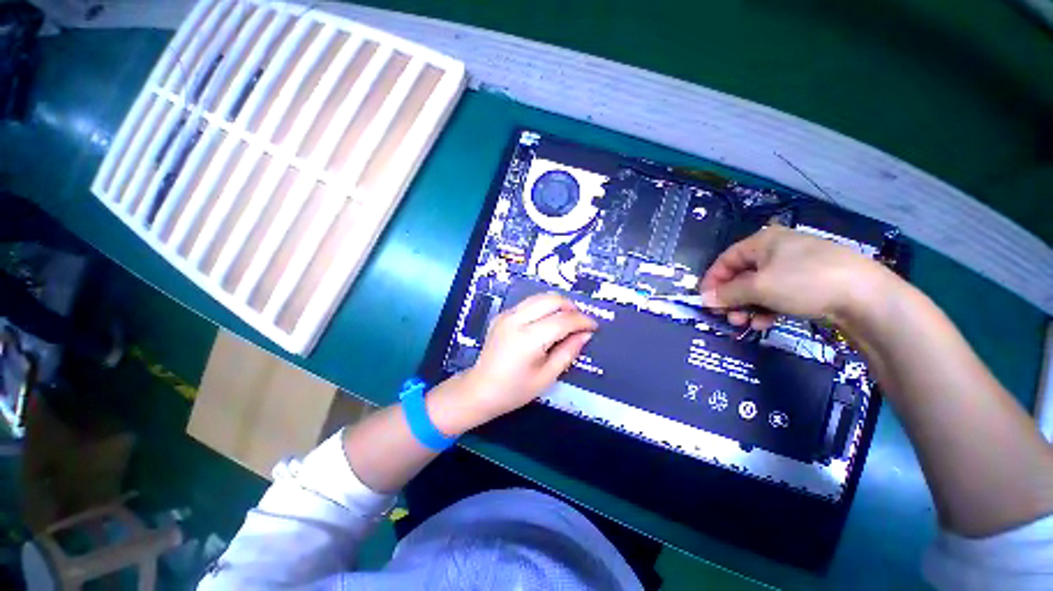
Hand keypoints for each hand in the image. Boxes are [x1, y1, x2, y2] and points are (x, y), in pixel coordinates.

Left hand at [459, 293, 596, 422]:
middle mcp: (516, 320)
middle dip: (571, 307)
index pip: (563, 320)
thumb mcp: (547, 376)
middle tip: (580, 322)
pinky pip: (528, 303)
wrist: (480, 389)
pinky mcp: (502, 314)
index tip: (594, 327)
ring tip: (567, 319)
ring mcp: (507, 314)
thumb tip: (585, 334)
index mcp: (528, 338)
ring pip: (540, 297)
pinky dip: (543, 307)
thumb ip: (568, 352)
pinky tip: (547, 321)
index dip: (582, 321)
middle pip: (551, 300)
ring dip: (558, 304)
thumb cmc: (515, 390)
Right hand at [698, 225, 893, 328]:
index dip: (712, 280)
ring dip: (747, 306)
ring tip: (744, 323)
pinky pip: (778, 294)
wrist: (867, 297)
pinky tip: (765, 323)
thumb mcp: (759, 287)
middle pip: (742, 275)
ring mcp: (796, 266)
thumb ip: (728, 293)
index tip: (705, 300)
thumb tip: (704, 299)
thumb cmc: (804, 282)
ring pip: (759, 287)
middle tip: (726, 316)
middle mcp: (777, 250)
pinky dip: (767, 308)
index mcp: (764, 241)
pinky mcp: (810, 283)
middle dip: (731, 298)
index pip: (726, 259)